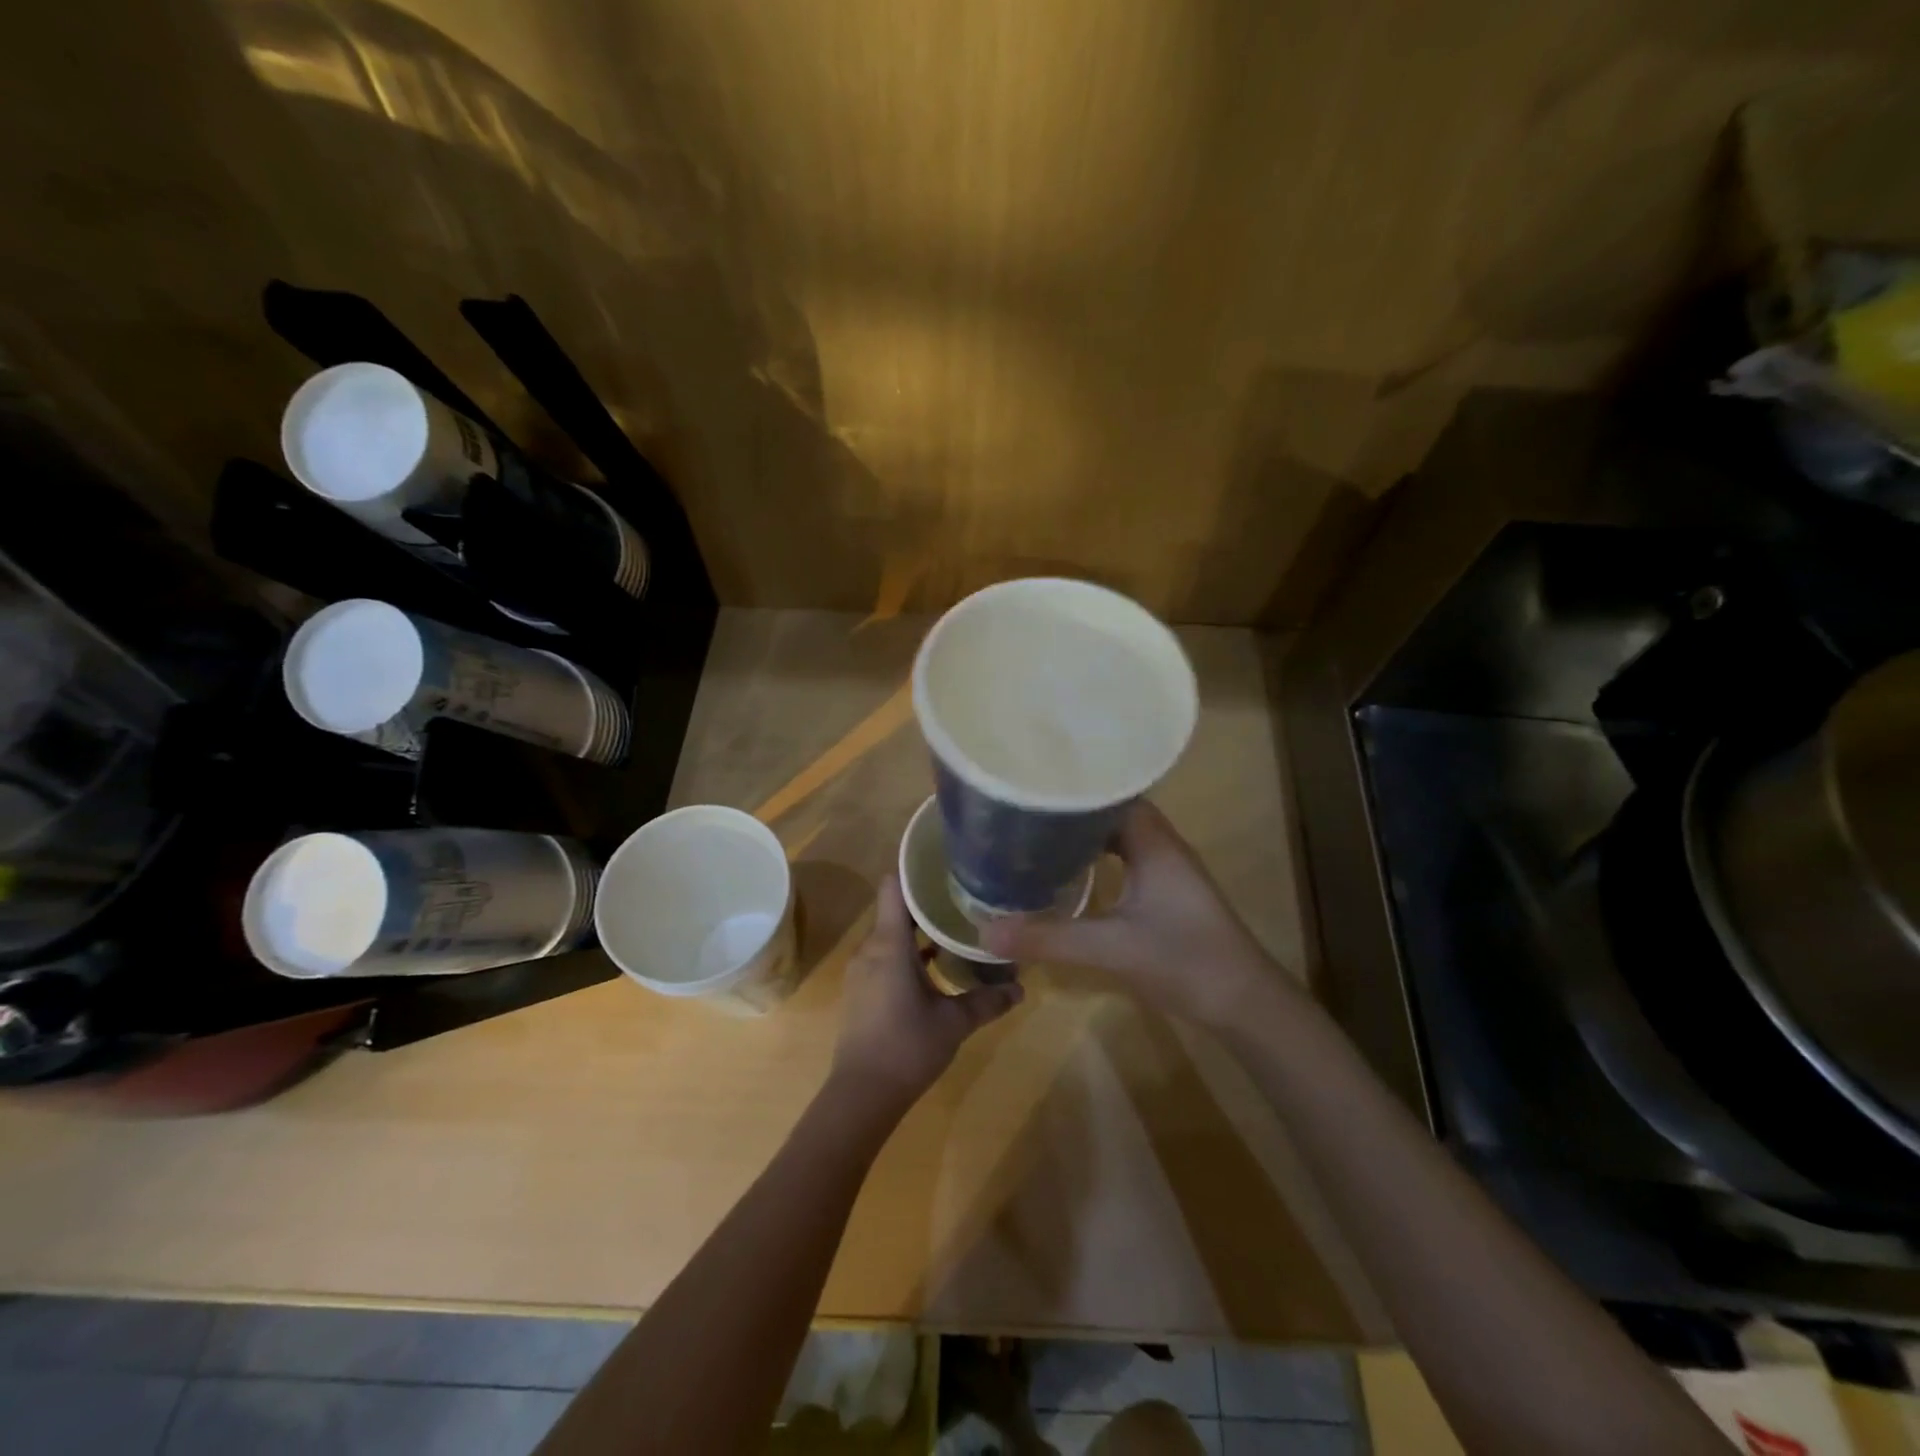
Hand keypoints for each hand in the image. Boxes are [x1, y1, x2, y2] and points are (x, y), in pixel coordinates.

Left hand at [831, 874, 1022, 1110]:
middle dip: (926, 901)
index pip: (893, 888)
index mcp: (889, 945)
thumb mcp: (954, 1023)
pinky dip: (908, 951)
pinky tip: (935, 963)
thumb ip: (988, 1001)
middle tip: (963, 894)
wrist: (861, 1095)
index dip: (914, 871)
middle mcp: (871, 949)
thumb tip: (1021, 988)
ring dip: (919, 929)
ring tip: (955, 925)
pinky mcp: (863, 989)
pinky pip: (885, 955)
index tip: (943, 864)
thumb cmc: (907, 1047)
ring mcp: (863, 969)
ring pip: (891, 934)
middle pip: (895, 909)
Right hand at [980, 801, 1293, 1029]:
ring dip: (1082, 836)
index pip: (1109, 793)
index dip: (1072, 787)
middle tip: (1021, 811)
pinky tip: (1068, 875)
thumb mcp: (1110, 947)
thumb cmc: (1184, 961)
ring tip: (1034, 836)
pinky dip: (1095, 860)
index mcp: (1153, 841)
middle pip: (1110, 812)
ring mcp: (1166, 870)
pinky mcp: (1165, 893)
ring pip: (1117, 837)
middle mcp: (1161, 845)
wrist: (1244, 1004)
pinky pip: (1124, 859)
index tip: (1030, 785)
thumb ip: (1049, 938)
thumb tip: (985, 933)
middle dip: (1069, 810)